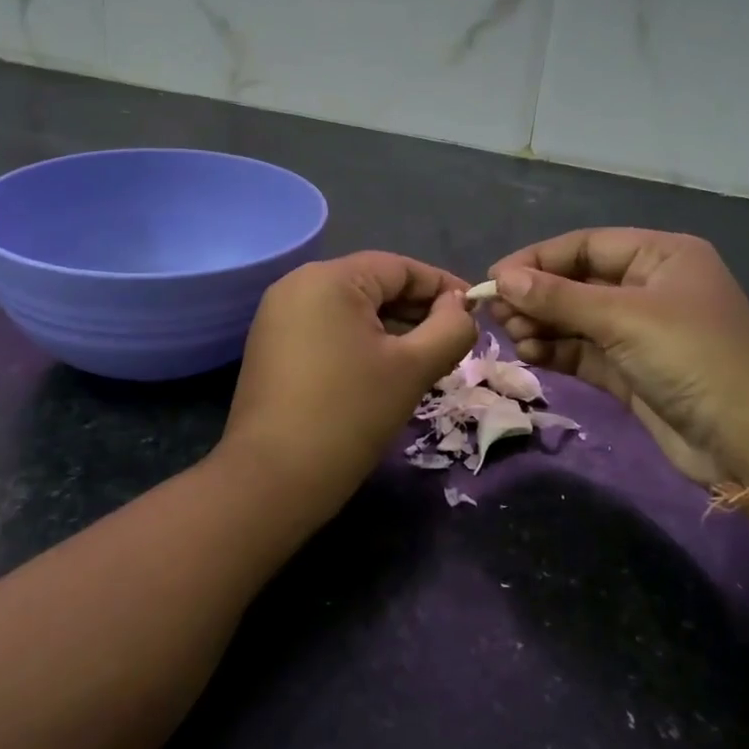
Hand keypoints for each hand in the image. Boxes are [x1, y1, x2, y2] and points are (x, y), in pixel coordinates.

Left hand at [222, 252, 476, 507]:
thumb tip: (460, 307)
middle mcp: (298, 284)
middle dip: (418, 310)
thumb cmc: (350, 415)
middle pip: (373, 284)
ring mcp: (279, 315)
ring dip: (393, 328)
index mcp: (329, 278)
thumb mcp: (413, 368)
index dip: (443, 287)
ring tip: (428, 357)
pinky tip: (387, 368)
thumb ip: (450, 328)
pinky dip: (362, 341)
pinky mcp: (272, 345)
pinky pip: (329, 328)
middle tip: (455, 340)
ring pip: (352, 309)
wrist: (272, 480)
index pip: (399, 268)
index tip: (476, 311)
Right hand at [489, 229, 748, 486]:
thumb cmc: (692, 359)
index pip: (586, 245)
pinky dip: (556, 350)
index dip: (538, 259)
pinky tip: (531, 353)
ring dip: (542, 324)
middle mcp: (649, 286)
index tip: (494, 278)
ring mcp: (640, 330)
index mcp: (661, 256)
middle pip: (578, 281)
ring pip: (576, 318)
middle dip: (537, 295)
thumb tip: (502, 278)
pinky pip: (583, 350)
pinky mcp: (631, 369)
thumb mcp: (624, 318)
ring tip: (513, 336)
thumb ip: (559, 297)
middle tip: (497, 315)